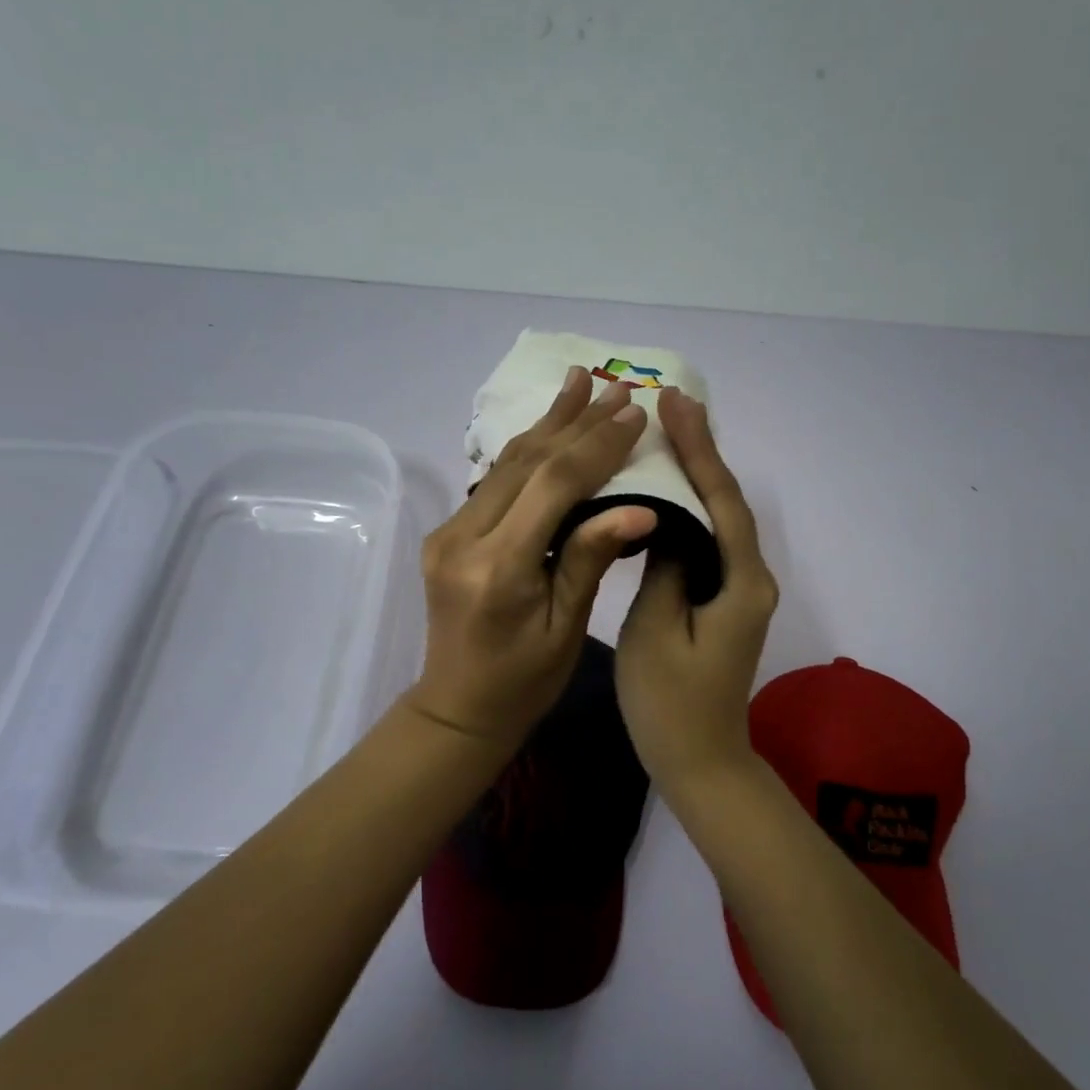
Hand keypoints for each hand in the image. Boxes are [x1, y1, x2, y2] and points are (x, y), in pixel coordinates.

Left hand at [407, 366, 657, 749]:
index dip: (598, 445)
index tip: (635, 413)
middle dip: (576, 422)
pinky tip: (548, 426)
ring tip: (579, 380)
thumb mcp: (567, 628)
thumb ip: (591, 558)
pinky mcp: (447, 533)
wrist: (457, 708)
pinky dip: (528, 450)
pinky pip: (493, 481)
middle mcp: (463, 539)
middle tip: (616, 386)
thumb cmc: (524, 682)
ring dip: (548, 423)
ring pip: (505, 463)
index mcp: (498, 569)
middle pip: (527, 462)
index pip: (555, 486)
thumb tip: (641, 508)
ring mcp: (448, 532)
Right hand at [616, 387, 779, 792]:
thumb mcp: (655, 631)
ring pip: (719, 518)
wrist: (701, 763)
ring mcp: (740, 589)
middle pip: (727, 501)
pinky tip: (665, 492)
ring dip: (696, 474)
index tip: (676, 404)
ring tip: (666, 433)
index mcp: (741, 582)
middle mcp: (752, 577)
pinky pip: (709, 541)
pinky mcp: (724, 599)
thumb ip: (665, 567)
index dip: (700, 449)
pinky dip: (690, 509)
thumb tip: (666, 520)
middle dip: (701, 451)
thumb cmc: (671, 705)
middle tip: (671, 404)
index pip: (721, 500)